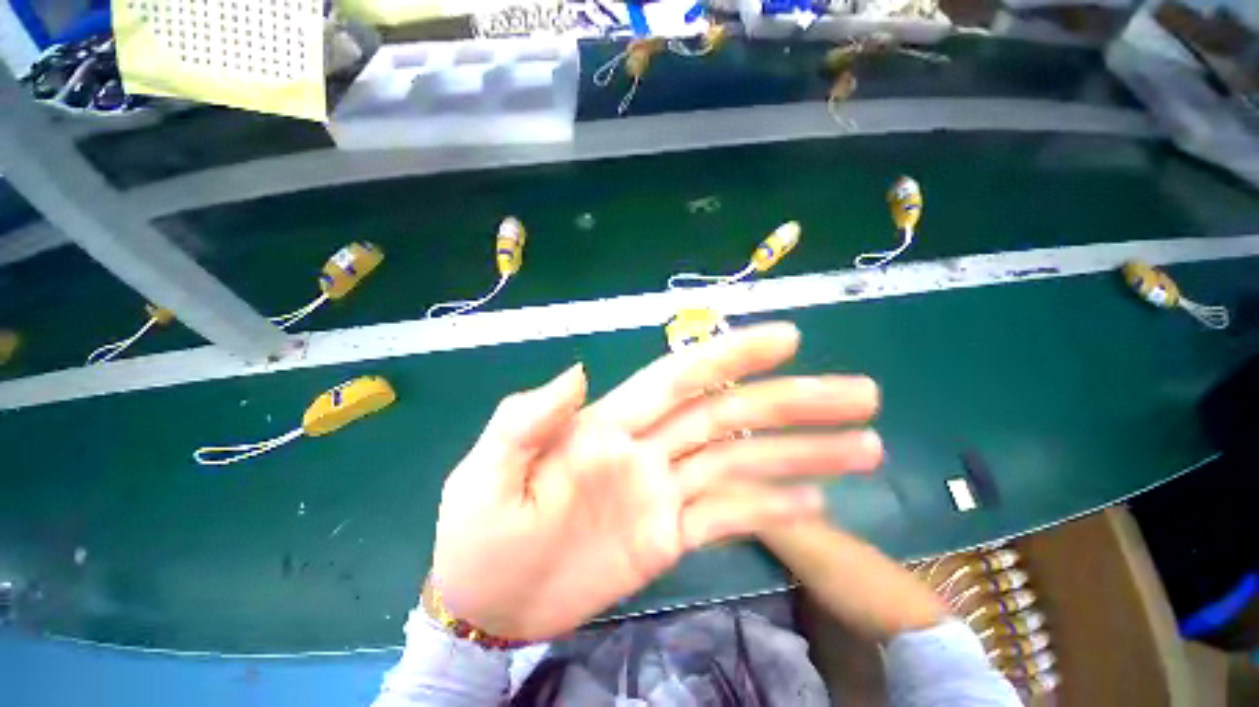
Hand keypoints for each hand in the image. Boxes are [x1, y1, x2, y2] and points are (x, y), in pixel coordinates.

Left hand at [430, 322, 882, 639]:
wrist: (481, 601)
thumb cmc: (479, 531)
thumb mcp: (488, 470)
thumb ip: (528, 418)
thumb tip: (578, 372)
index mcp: (607, 426)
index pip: (680, 378)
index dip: (729, 356)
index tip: (786, 339)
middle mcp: (647, 450)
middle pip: (728, 416)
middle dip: (792, 403)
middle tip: (860, 396)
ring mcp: (663, 493)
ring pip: (742, 464)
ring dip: (801, 455)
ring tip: (866, 448)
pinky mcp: (668, 537)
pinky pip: (729, 517)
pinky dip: (772, 507)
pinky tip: (817, 500)